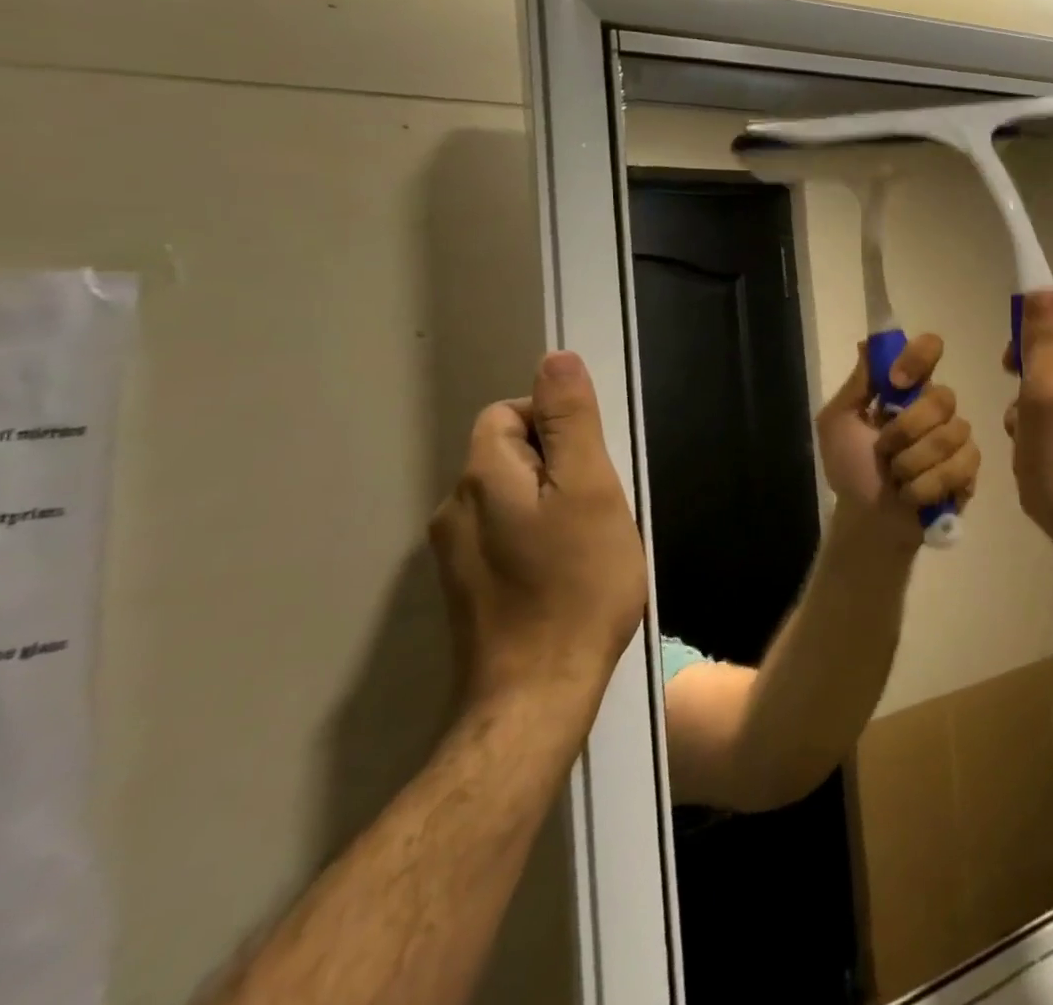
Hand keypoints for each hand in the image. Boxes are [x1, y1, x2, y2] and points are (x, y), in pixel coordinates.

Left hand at [430, 352, 647, 711]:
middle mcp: (455, 508)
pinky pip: (504, 534)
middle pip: (509, 453)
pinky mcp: (467, 588)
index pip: (510, 414)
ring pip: (509, 496)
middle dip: (557, 466)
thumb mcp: (590, 490)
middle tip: (598, 507)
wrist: (537, 694)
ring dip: (549, 503)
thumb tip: (556, 359)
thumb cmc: (577, 584)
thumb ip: (571, 422)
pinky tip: (564, 573)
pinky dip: (535, 537)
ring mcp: (454, 554)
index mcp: (482, 477)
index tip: (592, 468)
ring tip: (587, 542)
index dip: (557, 426)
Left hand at [817, 334, 979, 547]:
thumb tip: (869, 342)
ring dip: (913, 463)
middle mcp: (936, 406)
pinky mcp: (969, 469)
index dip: (919, 358)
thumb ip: (858, 384)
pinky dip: (928, 485)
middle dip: (907, 430)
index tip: (896, 382)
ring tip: (896, 478)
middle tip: (884, 451)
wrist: (865, 520)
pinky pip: (961, 465)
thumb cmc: (850, 468)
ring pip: (951, 434)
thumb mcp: (837, 423)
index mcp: (907, 389)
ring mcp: (957, 437)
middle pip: (943, 397)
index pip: (929, 350)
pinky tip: (913, 495)